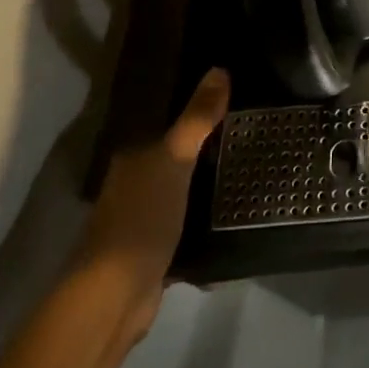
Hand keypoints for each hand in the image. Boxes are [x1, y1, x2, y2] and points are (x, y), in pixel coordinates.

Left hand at [78, 68, 229, 340]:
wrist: (114, 298)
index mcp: (133, 159)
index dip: (198, 113)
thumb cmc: (142, 219)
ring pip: (183, 193)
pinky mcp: (155, 253)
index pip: (168, 124)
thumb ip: (197, 119)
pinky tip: (237, 220)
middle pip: (176, 158)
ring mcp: (143, 221)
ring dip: (209, 189)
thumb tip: (220, 68)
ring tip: (253, 172)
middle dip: (208, 150)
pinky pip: (189, 228)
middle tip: (254, 135)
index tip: (237, 102)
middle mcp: (133, 185)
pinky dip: (208, 225)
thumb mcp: (175, 161)